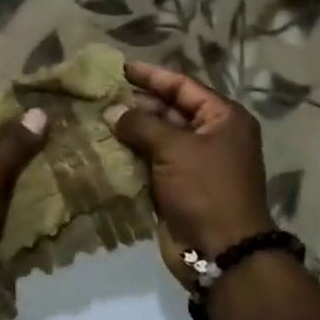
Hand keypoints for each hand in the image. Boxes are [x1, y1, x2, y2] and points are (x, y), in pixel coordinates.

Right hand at [106, 62, 272, 259]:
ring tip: (96, 117)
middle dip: (137, 103)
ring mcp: (195, 163)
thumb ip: (141, 124)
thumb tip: (112, 112)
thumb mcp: (175, 149)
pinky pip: (151, 162)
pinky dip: (131, 155)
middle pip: (170, 110)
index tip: (120, 68)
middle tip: (101, 95)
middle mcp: (212, 136)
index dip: (152, 75)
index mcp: (223, 118)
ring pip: (158, 137)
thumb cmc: (205, 190)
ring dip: (131, 130)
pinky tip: (104, 146)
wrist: (221, 252)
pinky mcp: (178, 187)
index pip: (183, 86)